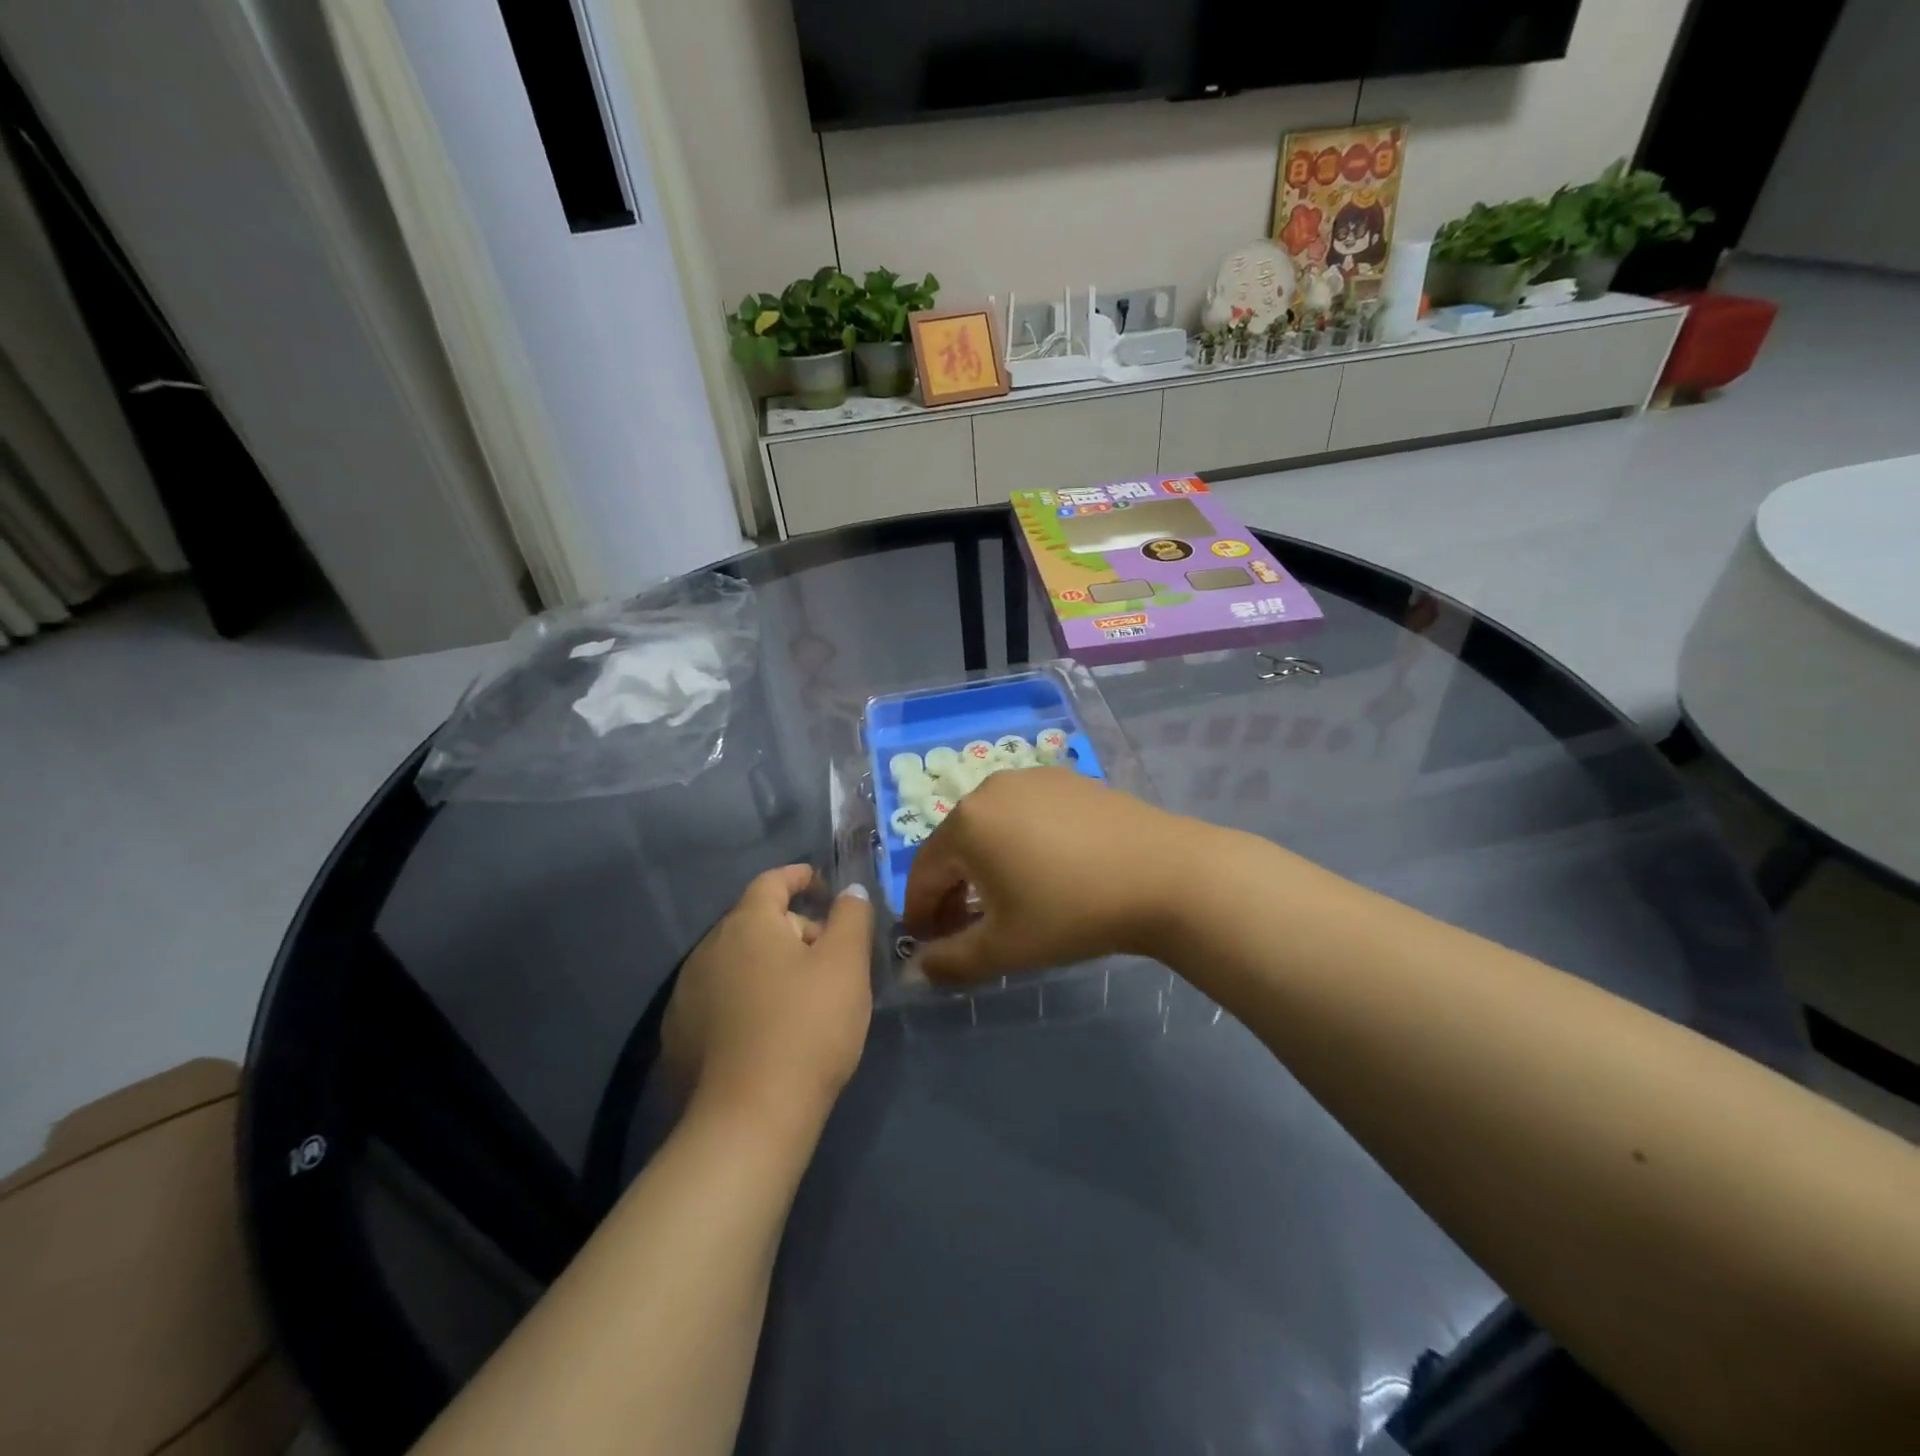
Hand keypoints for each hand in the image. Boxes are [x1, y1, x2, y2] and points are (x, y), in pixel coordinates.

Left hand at [663, 867, 873, 1129]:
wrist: (750, 1117)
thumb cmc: (807, 1026)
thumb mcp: (846, 964)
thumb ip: (851, 917)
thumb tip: (848, 891)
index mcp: (747, 923)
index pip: (772, 881)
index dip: (799, 877)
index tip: (822, 885)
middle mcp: (708, 948)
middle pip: (757, 923)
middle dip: (794, 929)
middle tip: (829, 958)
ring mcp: (687, 993)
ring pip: (738, 962)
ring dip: (768, 966)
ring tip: (800, 998)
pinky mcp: (680, 1034)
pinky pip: (720, 998)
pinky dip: (745, 999)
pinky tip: (766, 1031)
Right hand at [903, 768, 1207, 981]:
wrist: (1164, 875)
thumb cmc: (1072, 912)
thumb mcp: (1005, 948)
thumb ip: (950, 962)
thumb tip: (917, 968)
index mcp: (966, 824)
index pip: (922, 872)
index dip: (921, 913)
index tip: (929, 945)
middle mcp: (990, 789)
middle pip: (955, 846)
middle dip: (952, 891)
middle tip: (965, 931)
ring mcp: (1032, 778)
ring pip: (990, 827)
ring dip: (985, 866)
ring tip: (1006, 902)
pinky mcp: (1067, 780)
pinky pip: (1025, 814)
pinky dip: (1019, 843)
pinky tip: (1046, 871)